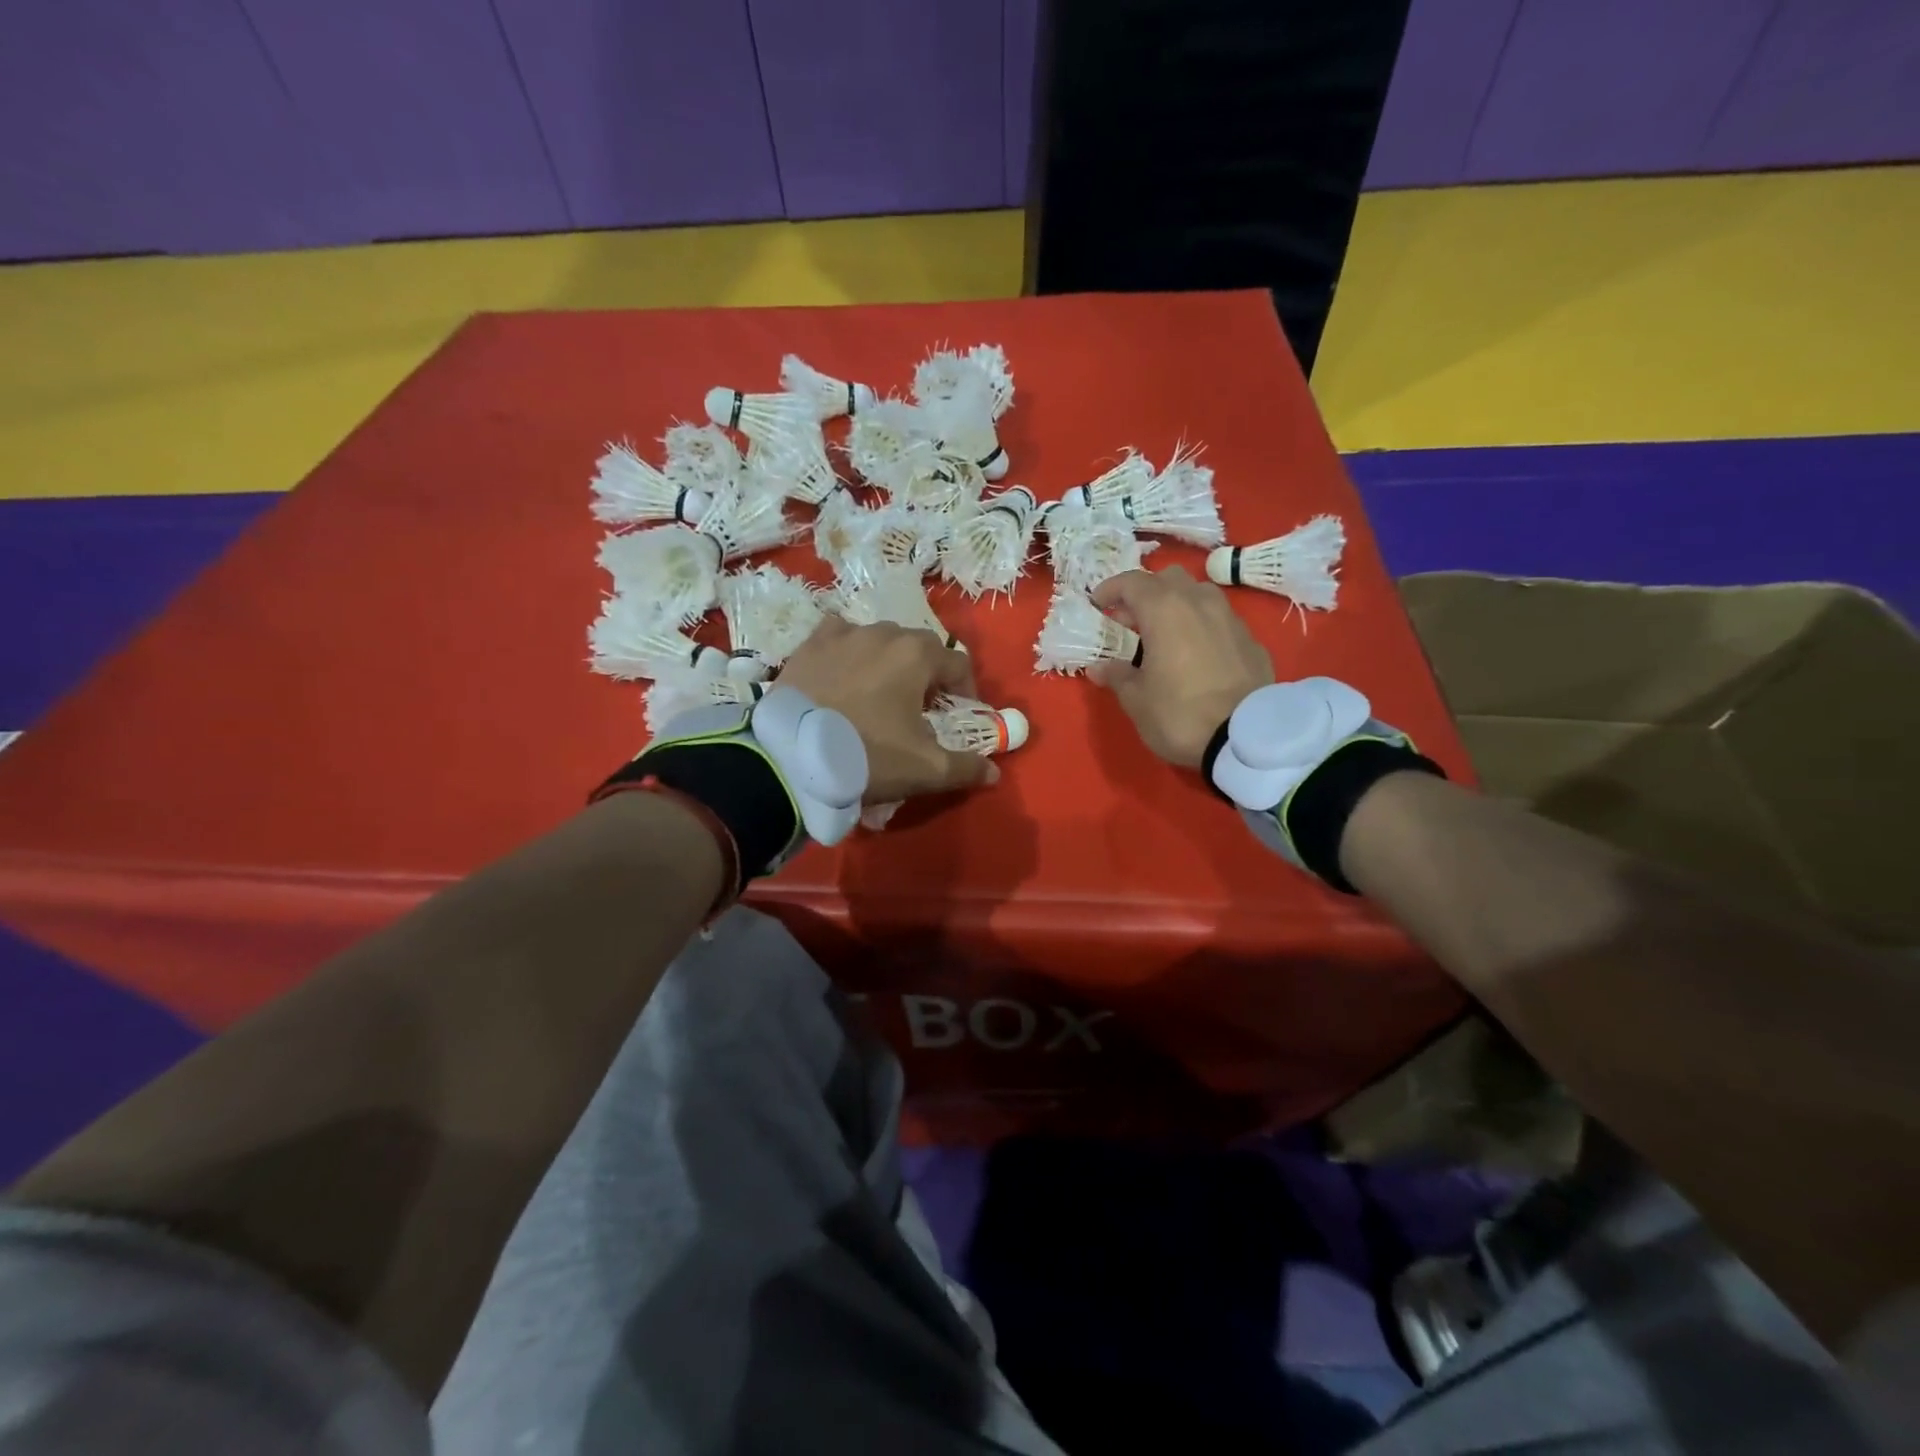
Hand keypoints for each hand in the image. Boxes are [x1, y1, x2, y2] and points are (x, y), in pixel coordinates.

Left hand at [777, 618, 997, 803]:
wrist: (790, 758)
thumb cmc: (867, 756)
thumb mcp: (925, 770)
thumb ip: (966, 767)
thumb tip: (993, 771)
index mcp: (917, 655)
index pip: (958, 663)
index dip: (965, 689)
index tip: (959, 713)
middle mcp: (883, 633)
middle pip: (919, 647)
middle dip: (927, 673)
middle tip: (919, 707)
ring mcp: (842, 635)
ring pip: (879, 639)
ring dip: (888, 661)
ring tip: (879, 692)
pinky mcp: (809, 645)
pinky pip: (839, 637)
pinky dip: (849, 651)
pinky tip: (842, 673)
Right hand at [1089, 567, 1274, 767]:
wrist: (1245, 738)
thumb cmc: (1179, 714)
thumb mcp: (1136, 700)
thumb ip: (1117, 675)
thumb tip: (1100, 667)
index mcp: (1164, 609)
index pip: (1132, 582)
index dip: (1110, 589)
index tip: (1097, 604)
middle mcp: (1199, 602)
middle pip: (1169, 579)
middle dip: (1146, 593)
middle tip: (1130, 620)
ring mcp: (1230, 619)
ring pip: (1199, 595)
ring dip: (1177, 605)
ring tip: (1164, 634)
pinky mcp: (1252, 641)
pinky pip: (1220, 621)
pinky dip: (1201, 627)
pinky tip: (1195, 654)